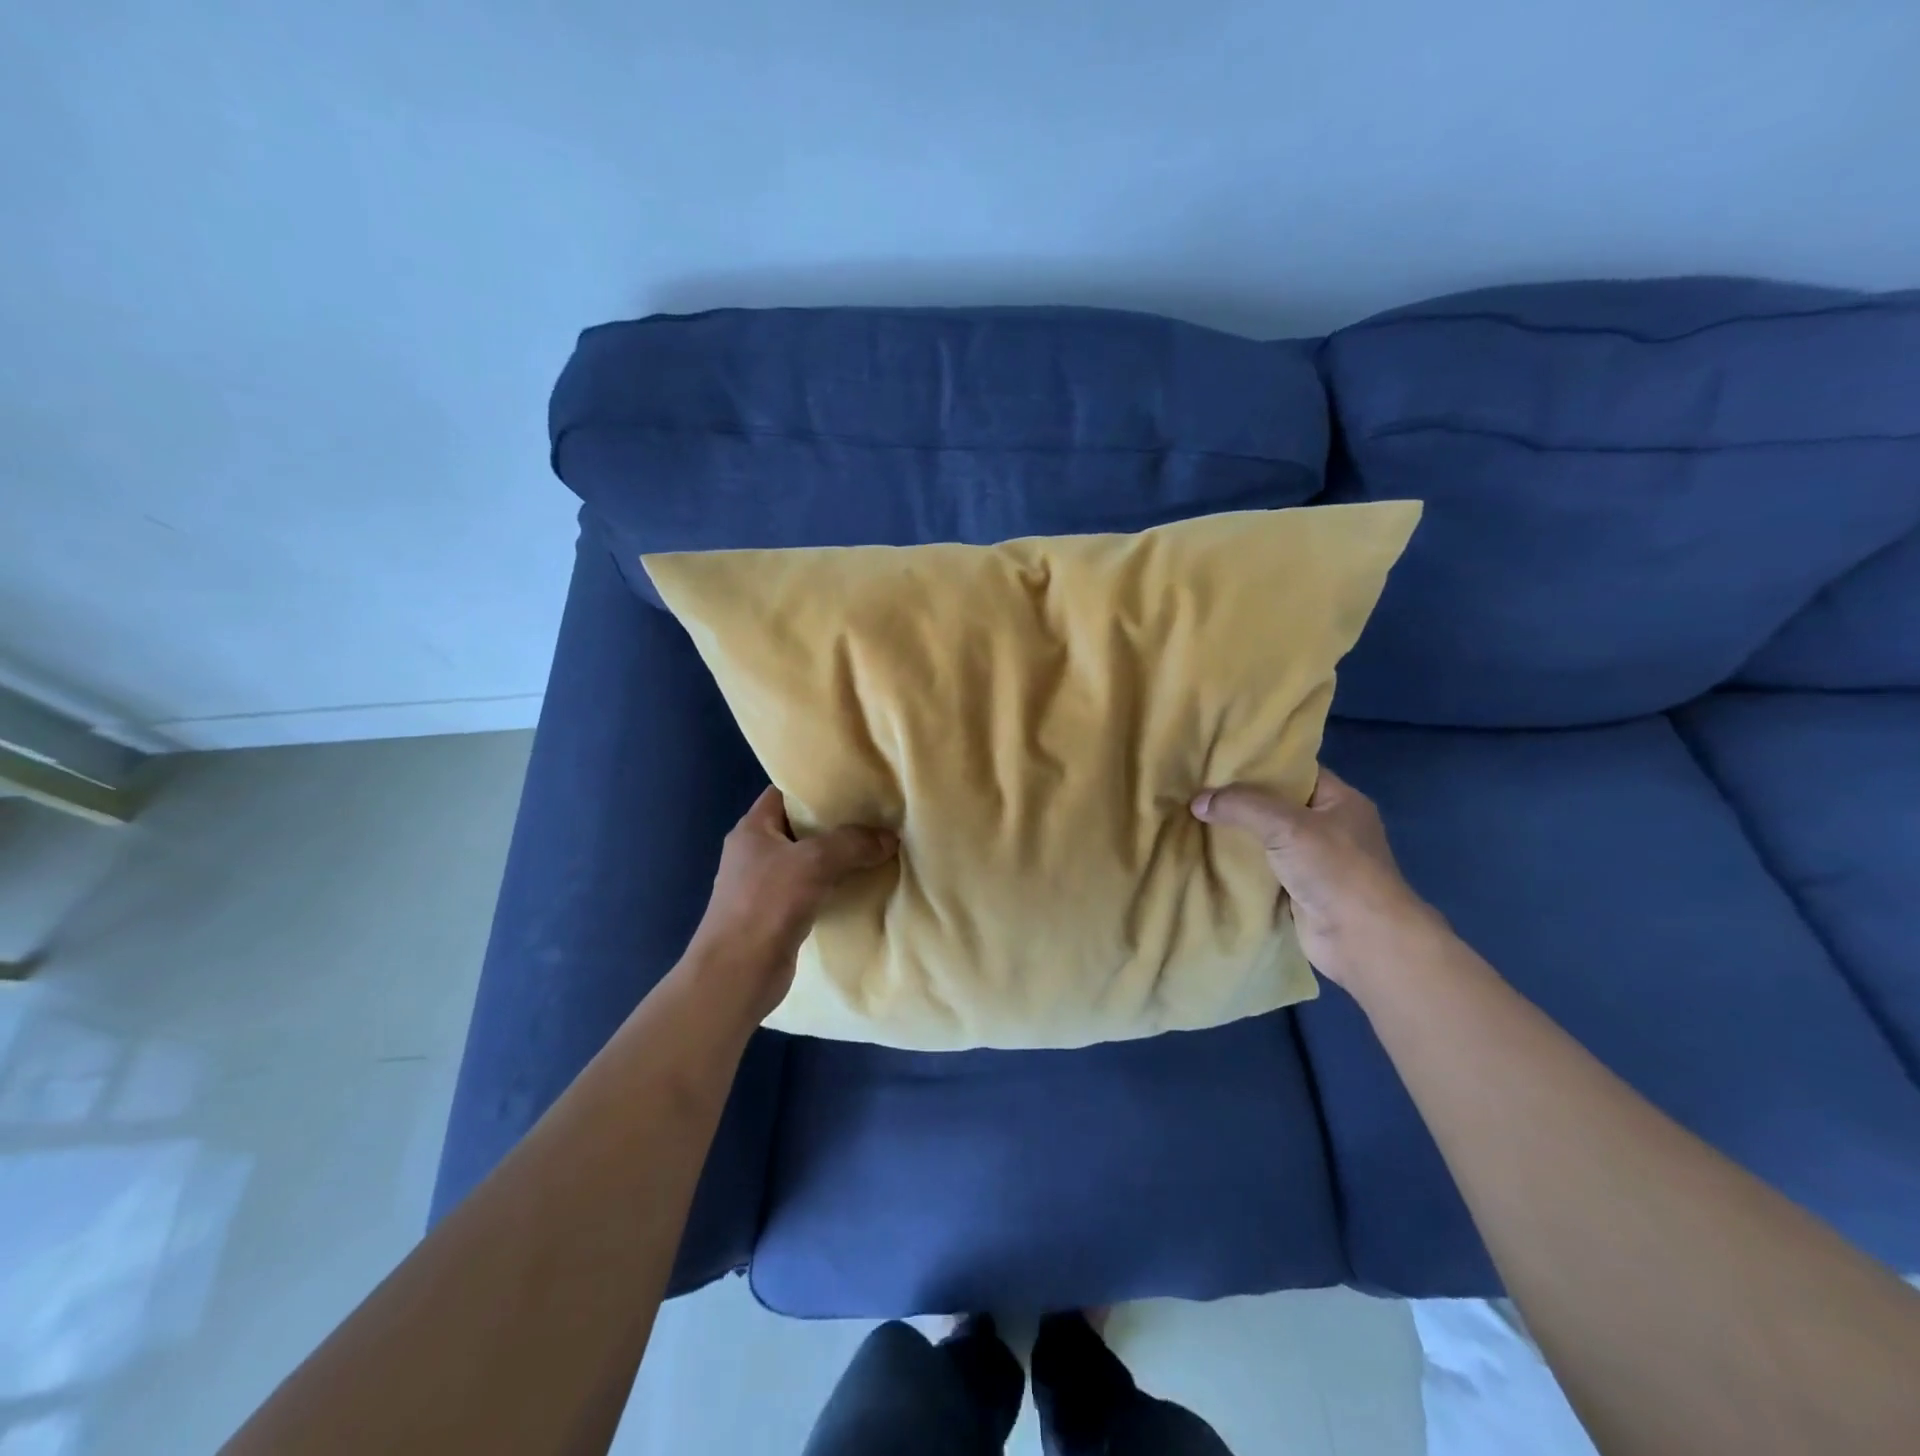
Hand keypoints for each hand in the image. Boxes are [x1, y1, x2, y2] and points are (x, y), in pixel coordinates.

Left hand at [686, 786, 897, 1021]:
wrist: (737, 975)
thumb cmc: (765, 905)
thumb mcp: (813, 862)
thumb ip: (852, 843)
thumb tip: (889, 837)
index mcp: (753, 829)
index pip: (785, 793)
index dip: (816, 786)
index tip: (854, 783)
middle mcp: (756, 852)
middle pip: (801, 826)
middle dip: (837, 822)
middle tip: (877, 814)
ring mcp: (765, 885)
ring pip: (809, 860)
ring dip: (839, 857)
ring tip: (878, 846)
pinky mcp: (779, 914)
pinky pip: (813, 889)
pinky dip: (836, 886)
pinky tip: (864, 884)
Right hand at [1191, 767, 1438, 989]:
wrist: (1362, 940)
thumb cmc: (1335, 869)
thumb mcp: (1286, 824)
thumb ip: (1241, 806)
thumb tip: (1197, 801)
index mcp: (1340, 800)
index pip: (1296, 770)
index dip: (1260, 763)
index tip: (1219, 758)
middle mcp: (1330, 826)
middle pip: (1277, 804)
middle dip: (1240, 799)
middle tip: (1197, 788)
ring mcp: (1315, 861)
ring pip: (1266, 837)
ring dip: (1236, 833)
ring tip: (1193, 817)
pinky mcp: (1299, 890)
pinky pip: (1262, 868)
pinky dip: (1239, 863)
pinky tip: (1206, 854)